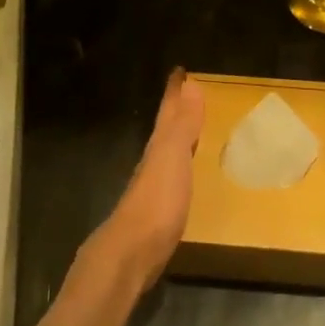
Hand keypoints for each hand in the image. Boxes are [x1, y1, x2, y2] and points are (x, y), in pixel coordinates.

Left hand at [81, 69, 204, 291]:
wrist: (131, 254)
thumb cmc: (156, 202)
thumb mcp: (173, 157)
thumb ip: (183, 124)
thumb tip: (191, 84)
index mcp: (158, 146)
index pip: (168, 111)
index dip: (174, 91)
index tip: (180, 71)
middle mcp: (153, 162)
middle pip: (165, 129)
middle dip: (176, 111)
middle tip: (190, 93)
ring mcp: (154, 188)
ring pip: (168, 153)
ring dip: (179, 138)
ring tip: (193, 129)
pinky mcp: (159, 212)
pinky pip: (173, 177)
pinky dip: (182, 166)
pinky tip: (186, 174)